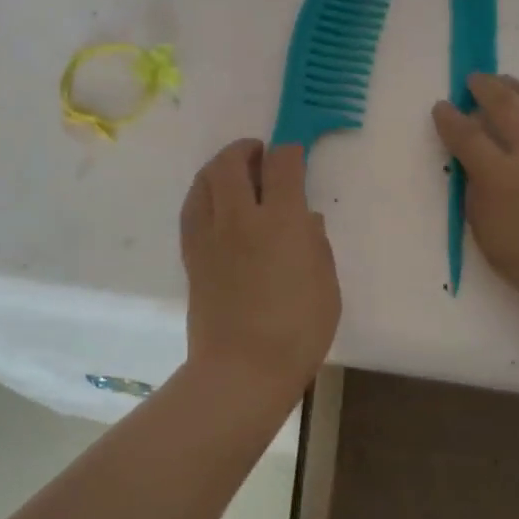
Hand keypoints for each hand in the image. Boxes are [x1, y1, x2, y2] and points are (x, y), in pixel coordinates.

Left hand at [180, 139, 340, 400]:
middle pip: (232, 162)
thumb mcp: (327, 286)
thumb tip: (305, 219)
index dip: (290, 151)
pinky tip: (215, 204)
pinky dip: (204, 193)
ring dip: (220, 166)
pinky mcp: (191, 254)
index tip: (295, 155)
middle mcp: (240, 217)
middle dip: (247, 149)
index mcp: (281, 221)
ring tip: (235, 173)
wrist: (241, 370)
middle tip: (260, 155)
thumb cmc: (297, 331)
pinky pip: (192, 208)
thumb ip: (316, 245)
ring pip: (204, 180)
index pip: (282, 164)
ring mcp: (209, 235)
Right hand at [432, 74, 518, 335]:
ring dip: (515, 89)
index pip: (466, 136)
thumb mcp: (494, 246)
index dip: (449, 118)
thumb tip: (476, 174)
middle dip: (483, 87)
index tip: (441, 107)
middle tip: (473, 81)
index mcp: (501, 177)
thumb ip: (478, 203)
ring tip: (504, 83)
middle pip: (503, 104)